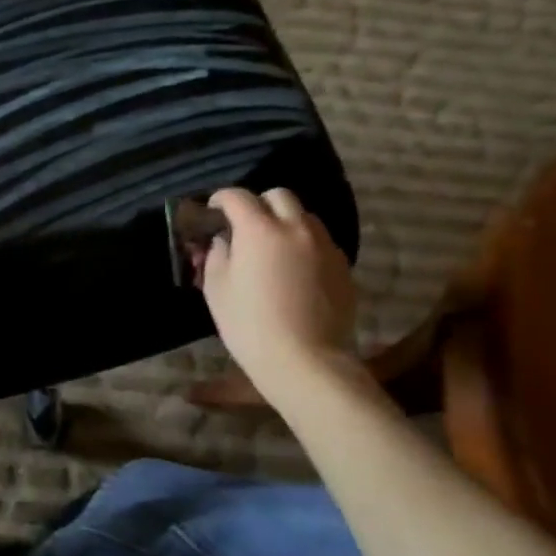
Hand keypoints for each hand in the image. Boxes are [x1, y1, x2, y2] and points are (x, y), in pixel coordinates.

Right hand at [200, 187, 359, 404]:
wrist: (306, 360)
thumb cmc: (249, 324)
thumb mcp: (216, 288)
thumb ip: (216, 255)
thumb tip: (223, 241)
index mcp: (259, 230)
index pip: (237, 196)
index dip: (220, 199)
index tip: (212, 212)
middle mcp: (296, 228)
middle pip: (279, 195)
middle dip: (258, 203)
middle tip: (243, 226)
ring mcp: (325, 247)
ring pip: (304, 217)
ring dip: (284, 222)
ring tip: (271, 247)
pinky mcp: (343, 267)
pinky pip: (320, 242)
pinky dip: (303, 244)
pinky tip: (293, 270)